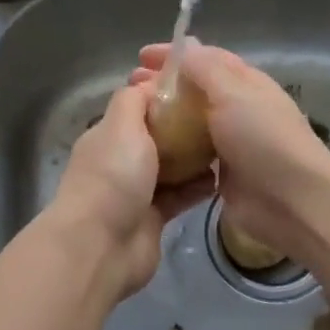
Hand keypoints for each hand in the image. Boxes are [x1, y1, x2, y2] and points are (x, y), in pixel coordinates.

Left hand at [48, 83, 213, 301]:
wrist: (100, 246)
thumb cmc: (113, 177)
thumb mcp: (121, 124)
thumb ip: (135, 100)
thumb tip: (151, 84)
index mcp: (109, 134)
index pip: (139, 106)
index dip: (164, 94)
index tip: (199, 85)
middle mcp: (121, 160)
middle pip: (159, 136)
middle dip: (185, 126)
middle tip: (221, 116)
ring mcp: (137, 191)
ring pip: (172, 167)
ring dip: (196, 158)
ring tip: (228, 144)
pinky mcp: (154, 218)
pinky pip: (181, 195)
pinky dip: (199, 187)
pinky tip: (222, 177)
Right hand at [132, 41, 329, 267]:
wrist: (292, 201)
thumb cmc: (264, 140)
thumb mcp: (234, 93)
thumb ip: (207, 69)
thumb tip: (185, 48)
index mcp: (246, 83)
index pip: (207, 59)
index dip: (174, 55)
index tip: (141, 57)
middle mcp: (239, 109)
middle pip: (196, 90)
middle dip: (164, 85)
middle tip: (130, 86)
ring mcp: (231, 143)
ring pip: (191, 122)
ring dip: (165, 116)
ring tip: (135, 117)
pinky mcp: (222, 173)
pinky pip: (192, 154)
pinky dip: (173, 147)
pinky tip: (149, 149)